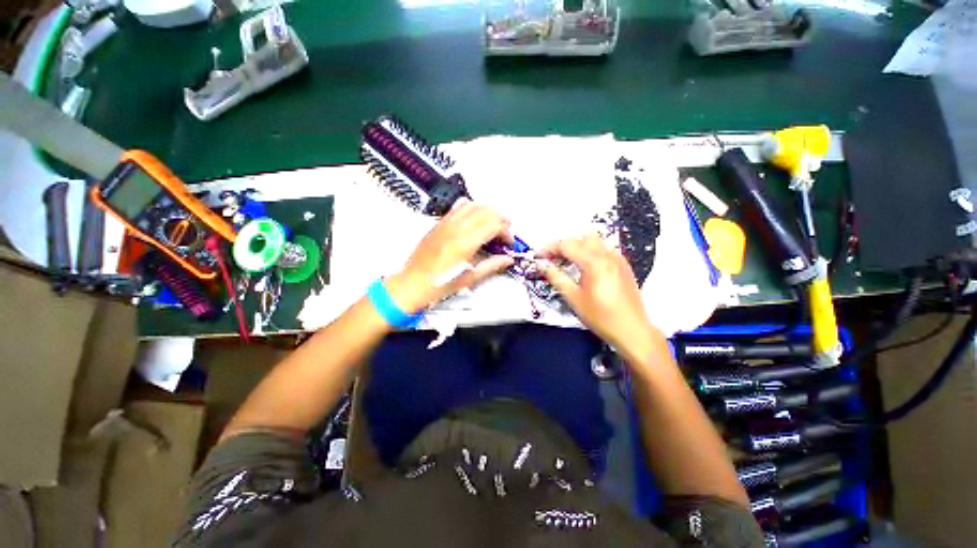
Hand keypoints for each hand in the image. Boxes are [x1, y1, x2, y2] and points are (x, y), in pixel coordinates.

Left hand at [386, 202, 514, 312]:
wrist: (413, 282)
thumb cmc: (439, 284)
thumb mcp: (470, 278)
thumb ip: (492, 265)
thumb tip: (507, 259)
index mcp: (466, 242)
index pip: (495, 224)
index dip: (507, 232)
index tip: (508, 243)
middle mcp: (457, 228)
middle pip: (487, 210)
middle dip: (501, 219)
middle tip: (504, 233)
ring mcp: (447, 223)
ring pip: (474, 204)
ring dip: (488, 212)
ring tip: (492, 225)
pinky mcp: (439, 223)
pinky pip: (459, 207)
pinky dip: (472, 209)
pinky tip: (474, 220)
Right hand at [537, 233, 662, 357]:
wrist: (632, 330)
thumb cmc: (601, 317)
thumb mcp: (574, 298)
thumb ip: (556, 277)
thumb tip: (542, 265)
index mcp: (594, 262)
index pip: (567, 246)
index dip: (550, 248)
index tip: (538, 255)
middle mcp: (607, 255)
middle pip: (580, 239)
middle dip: (562, 245)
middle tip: (550, 258)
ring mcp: (617, 258)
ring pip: (593, 240)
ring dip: (577, 245)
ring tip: (566, 260)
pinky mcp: (623, 265)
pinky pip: (603, 248)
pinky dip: (589, 250)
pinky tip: (584, 265)